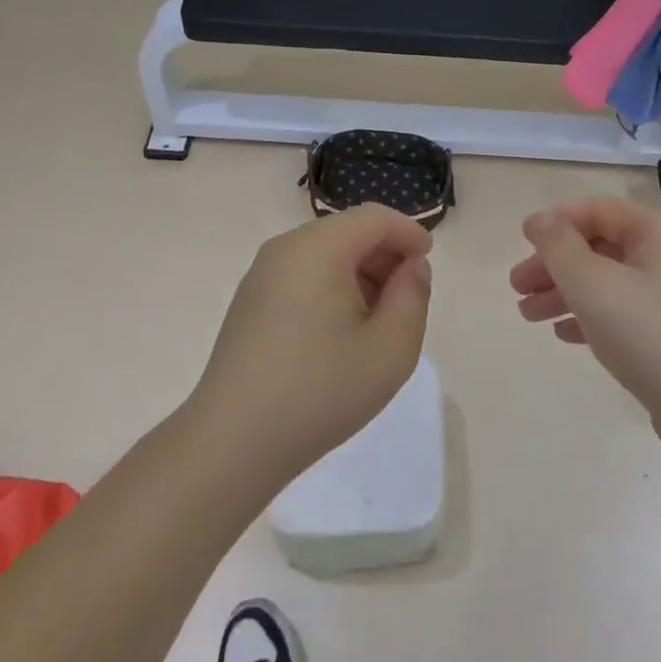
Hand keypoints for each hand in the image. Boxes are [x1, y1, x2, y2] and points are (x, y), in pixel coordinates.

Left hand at [190, 206, 433, 486]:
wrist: (232, 443)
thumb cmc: (320, 392)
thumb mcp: (390, 349)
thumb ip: (412, 296)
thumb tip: (410, 267)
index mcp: (317, 248)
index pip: (373, 218)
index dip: (408, 232)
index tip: (428, 262)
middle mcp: (284, 250)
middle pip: (347, 232)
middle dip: (384, 255)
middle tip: (407, 298)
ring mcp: (260, 276)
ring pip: (324, 254)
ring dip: (359, 274)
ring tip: (378, 321)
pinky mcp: (249, 303)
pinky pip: (302, 276)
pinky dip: (331, 287)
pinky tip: (341, 333)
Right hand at [511, 199, 660, 460]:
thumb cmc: (653, 336)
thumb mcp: (594, 285)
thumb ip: (560, 246)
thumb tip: (540, 220)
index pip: (599, 210)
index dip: (557, 221)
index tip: (522, 241)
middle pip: (600, 246)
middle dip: (555, 264)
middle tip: (517, 286)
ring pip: (608, 282)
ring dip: (565, 293)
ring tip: (528, 315)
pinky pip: (623, 312)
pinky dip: (590, 316)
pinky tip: (563, 333)